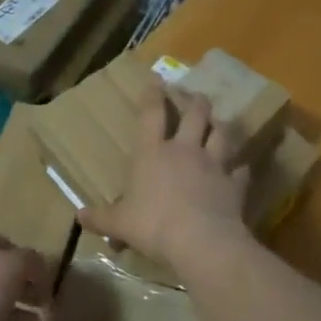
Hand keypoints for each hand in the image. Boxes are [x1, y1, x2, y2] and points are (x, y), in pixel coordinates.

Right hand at [78, 88, 251, 273]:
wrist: (201, 241)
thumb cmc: (153, 225)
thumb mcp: (120, 224)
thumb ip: (101, 218)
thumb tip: (79, 217)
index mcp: (152, 153)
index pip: (152, 114)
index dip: (153, 95)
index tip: (158, 79)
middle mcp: (184, 150)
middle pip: (195, 115)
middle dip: (196, 102)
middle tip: (197, 95)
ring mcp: (213, 165)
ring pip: (221, 134)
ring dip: (220, 127)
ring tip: (220, 123)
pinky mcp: (234, 184)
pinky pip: (240, 172)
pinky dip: (240, 170)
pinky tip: (241, 169)